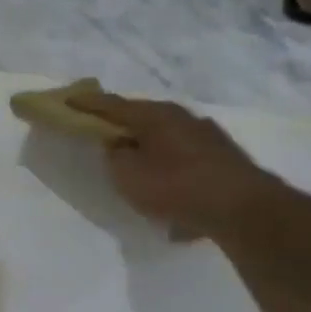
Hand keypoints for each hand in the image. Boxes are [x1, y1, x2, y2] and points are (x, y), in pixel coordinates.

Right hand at [61, 87, 285, 241]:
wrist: (243, 210)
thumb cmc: (176, 186)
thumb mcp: (127, 175)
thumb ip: (115, 156)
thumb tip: (118, 145)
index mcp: (156, 115)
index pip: (112, 105)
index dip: (87, 104)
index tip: (67, 101)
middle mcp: (183, 117)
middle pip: (143, 118)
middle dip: (122, 124)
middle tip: (101, 132)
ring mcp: (208, 136)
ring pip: (166, 137)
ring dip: (148, 147)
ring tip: (135, 165)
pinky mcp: (223, 158)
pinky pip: (183, 158)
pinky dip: (169, 166)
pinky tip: (166, 188)